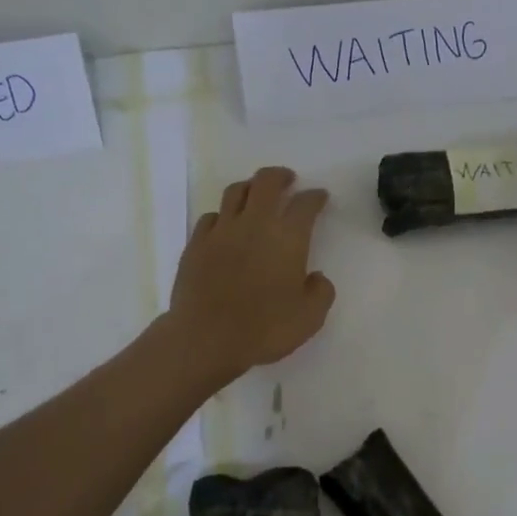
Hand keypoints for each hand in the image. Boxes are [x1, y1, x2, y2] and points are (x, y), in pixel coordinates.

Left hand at [169, 167, 336, 381]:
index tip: (320, 197)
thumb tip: (316, 277)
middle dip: (281, 176)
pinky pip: (211, 216)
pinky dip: (223, 215)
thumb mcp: (310, 318)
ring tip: (257, 194)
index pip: (305, 204)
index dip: (315, 197)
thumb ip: (320, 292)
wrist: (206, 339)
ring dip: (250, 187)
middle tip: (288, 180)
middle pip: (266, 182)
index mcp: (287, 237)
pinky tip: (226, 226)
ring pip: (235, 192)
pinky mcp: (196, 244)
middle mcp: (254, 224)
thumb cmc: (264, 329)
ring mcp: (221, 231)